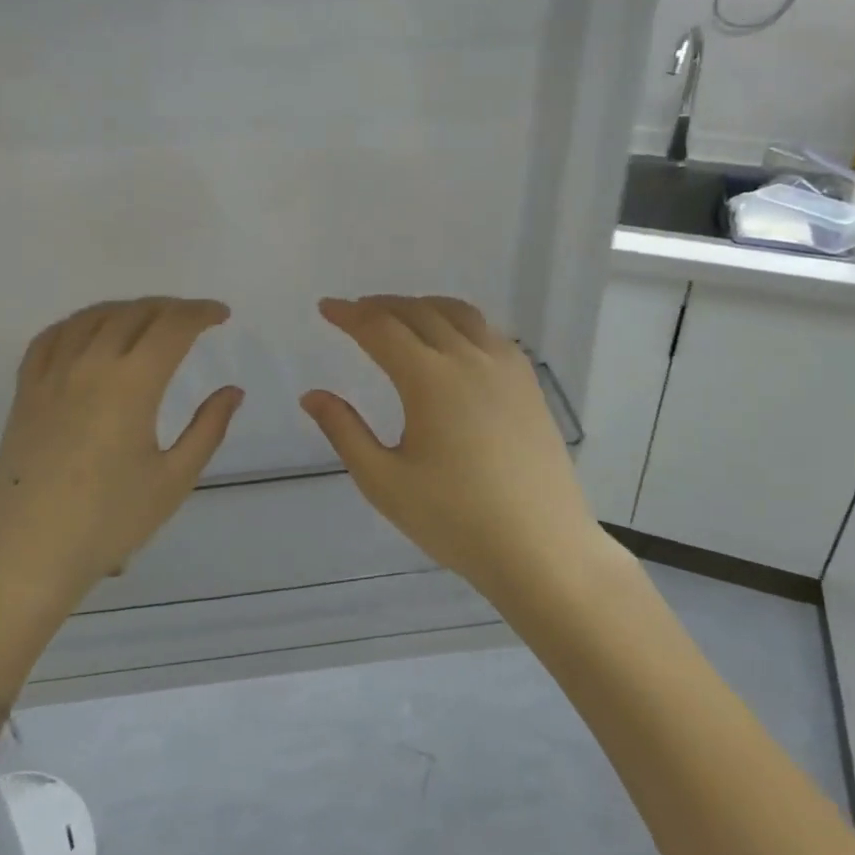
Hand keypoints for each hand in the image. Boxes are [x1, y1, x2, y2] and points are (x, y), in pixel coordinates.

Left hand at [0, 299, 242, 695]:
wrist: (27, 555)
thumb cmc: (108, 522)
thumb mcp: (173, 480)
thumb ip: (208, 429)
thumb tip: (232, 391)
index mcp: (131, 384)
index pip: (172, 327)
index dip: (201, 313)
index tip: (221, 315)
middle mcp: (90, 365)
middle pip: (134, 313)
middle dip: (170, 307)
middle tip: (193, 318)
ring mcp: (52, 376)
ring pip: (92, 317)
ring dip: (127, 308)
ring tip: (148, 319)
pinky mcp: (25, 392)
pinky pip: (50, 338)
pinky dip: (78, 322)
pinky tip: (89, 332)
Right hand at [300, 296, 597, 600]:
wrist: (542, 549)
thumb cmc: (456, 520)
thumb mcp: (384, 482)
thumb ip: (344, 432)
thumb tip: (311, 395)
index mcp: (430, 379)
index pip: (380, 329)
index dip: (348, 315)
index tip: (326, 307)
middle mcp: (469, 359)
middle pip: (418, 312)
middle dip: (380, 305)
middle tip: (355, 311)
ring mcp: (505, 367)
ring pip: (458, 313)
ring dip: (421, 306)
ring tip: (399, 316)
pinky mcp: (528, 383)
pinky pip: (488, 331)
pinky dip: (458, 321)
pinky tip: (452, 341)